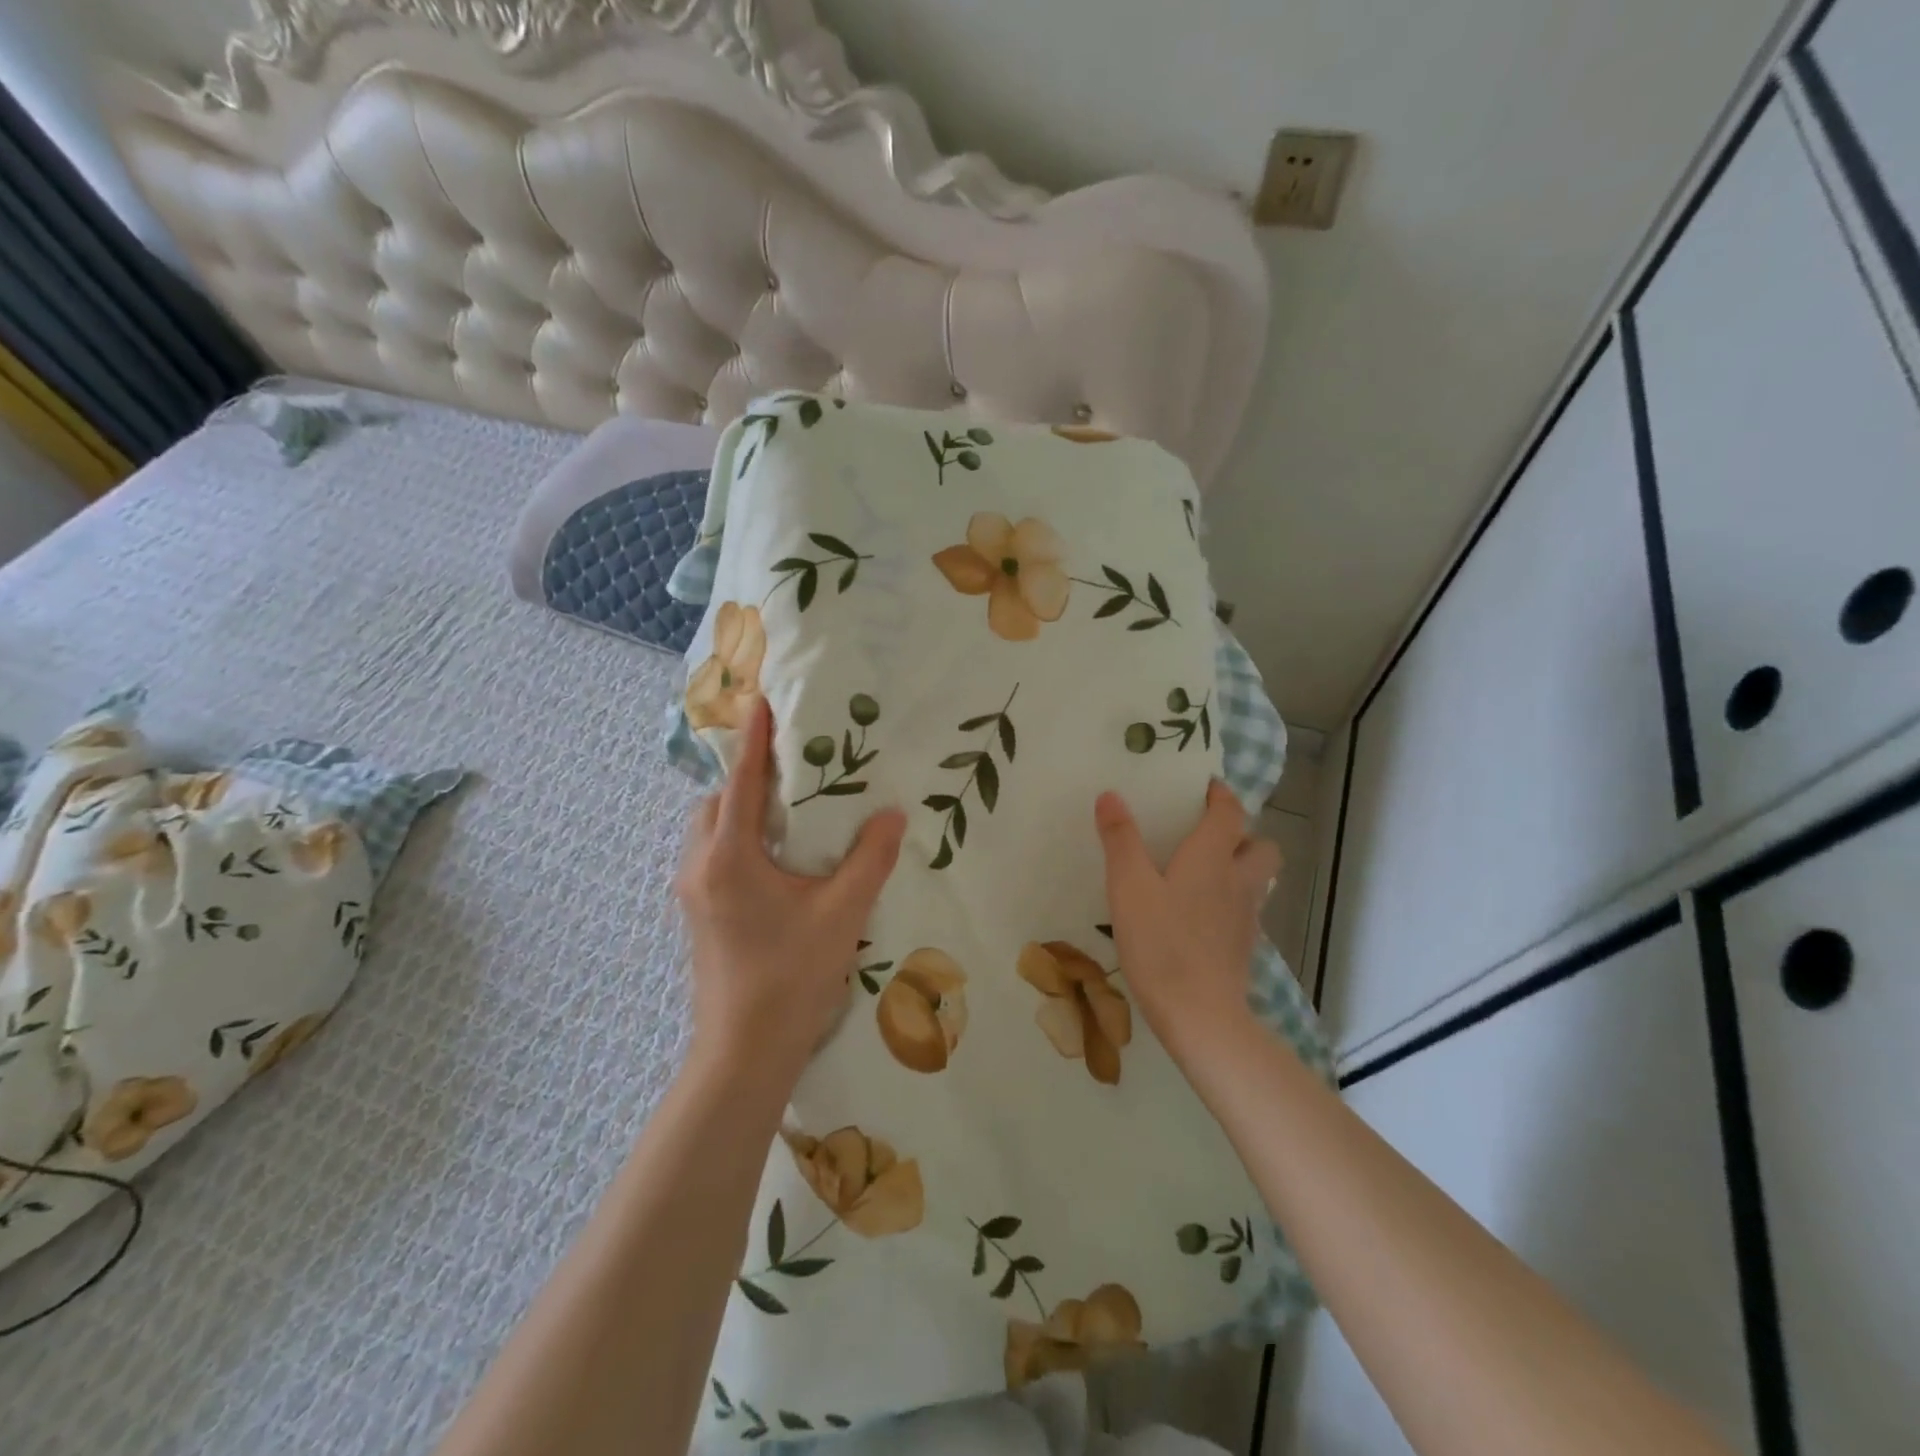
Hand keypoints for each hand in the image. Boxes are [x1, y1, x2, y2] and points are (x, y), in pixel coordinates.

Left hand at [676, 696, 906, 1079]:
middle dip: (745, 779)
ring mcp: (692, 896)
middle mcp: (700, 868)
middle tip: (789, 772)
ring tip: (785, 815)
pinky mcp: (698, 918)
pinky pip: (711, 859)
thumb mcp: (842, 914)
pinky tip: (774, 863)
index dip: (753, 740)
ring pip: (708, 833)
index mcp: (729, 858)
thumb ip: (870, 859)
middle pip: (716, 804)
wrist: (743, 1054)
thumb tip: (892, 814)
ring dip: (738, 814)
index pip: (742, 782)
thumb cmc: (791, 977)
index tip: (759, 702)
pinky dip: (736, 843)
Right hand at [1094, 780, 1279, 1063]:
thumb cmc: (1161, 942)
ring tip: (1206, 874)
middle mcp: (1238, 880)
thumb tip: (1110, 795)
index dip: (1221, 795)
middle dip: (1243, 834)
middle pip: (1261, 846)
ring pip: (1258, 880)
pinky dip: (1232, 903)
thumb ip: (1120, 839)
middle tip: (1208, 836)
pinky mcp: (1244, 948)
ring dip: (1241, 868)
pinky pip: (1246, 911)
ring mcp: (1246, 917)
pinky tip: (1202, 917)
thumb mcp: (1128, 887)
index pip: (1230, 812)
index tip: (1205, 787)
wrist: (1200, 1015)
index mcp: (1212, 857)